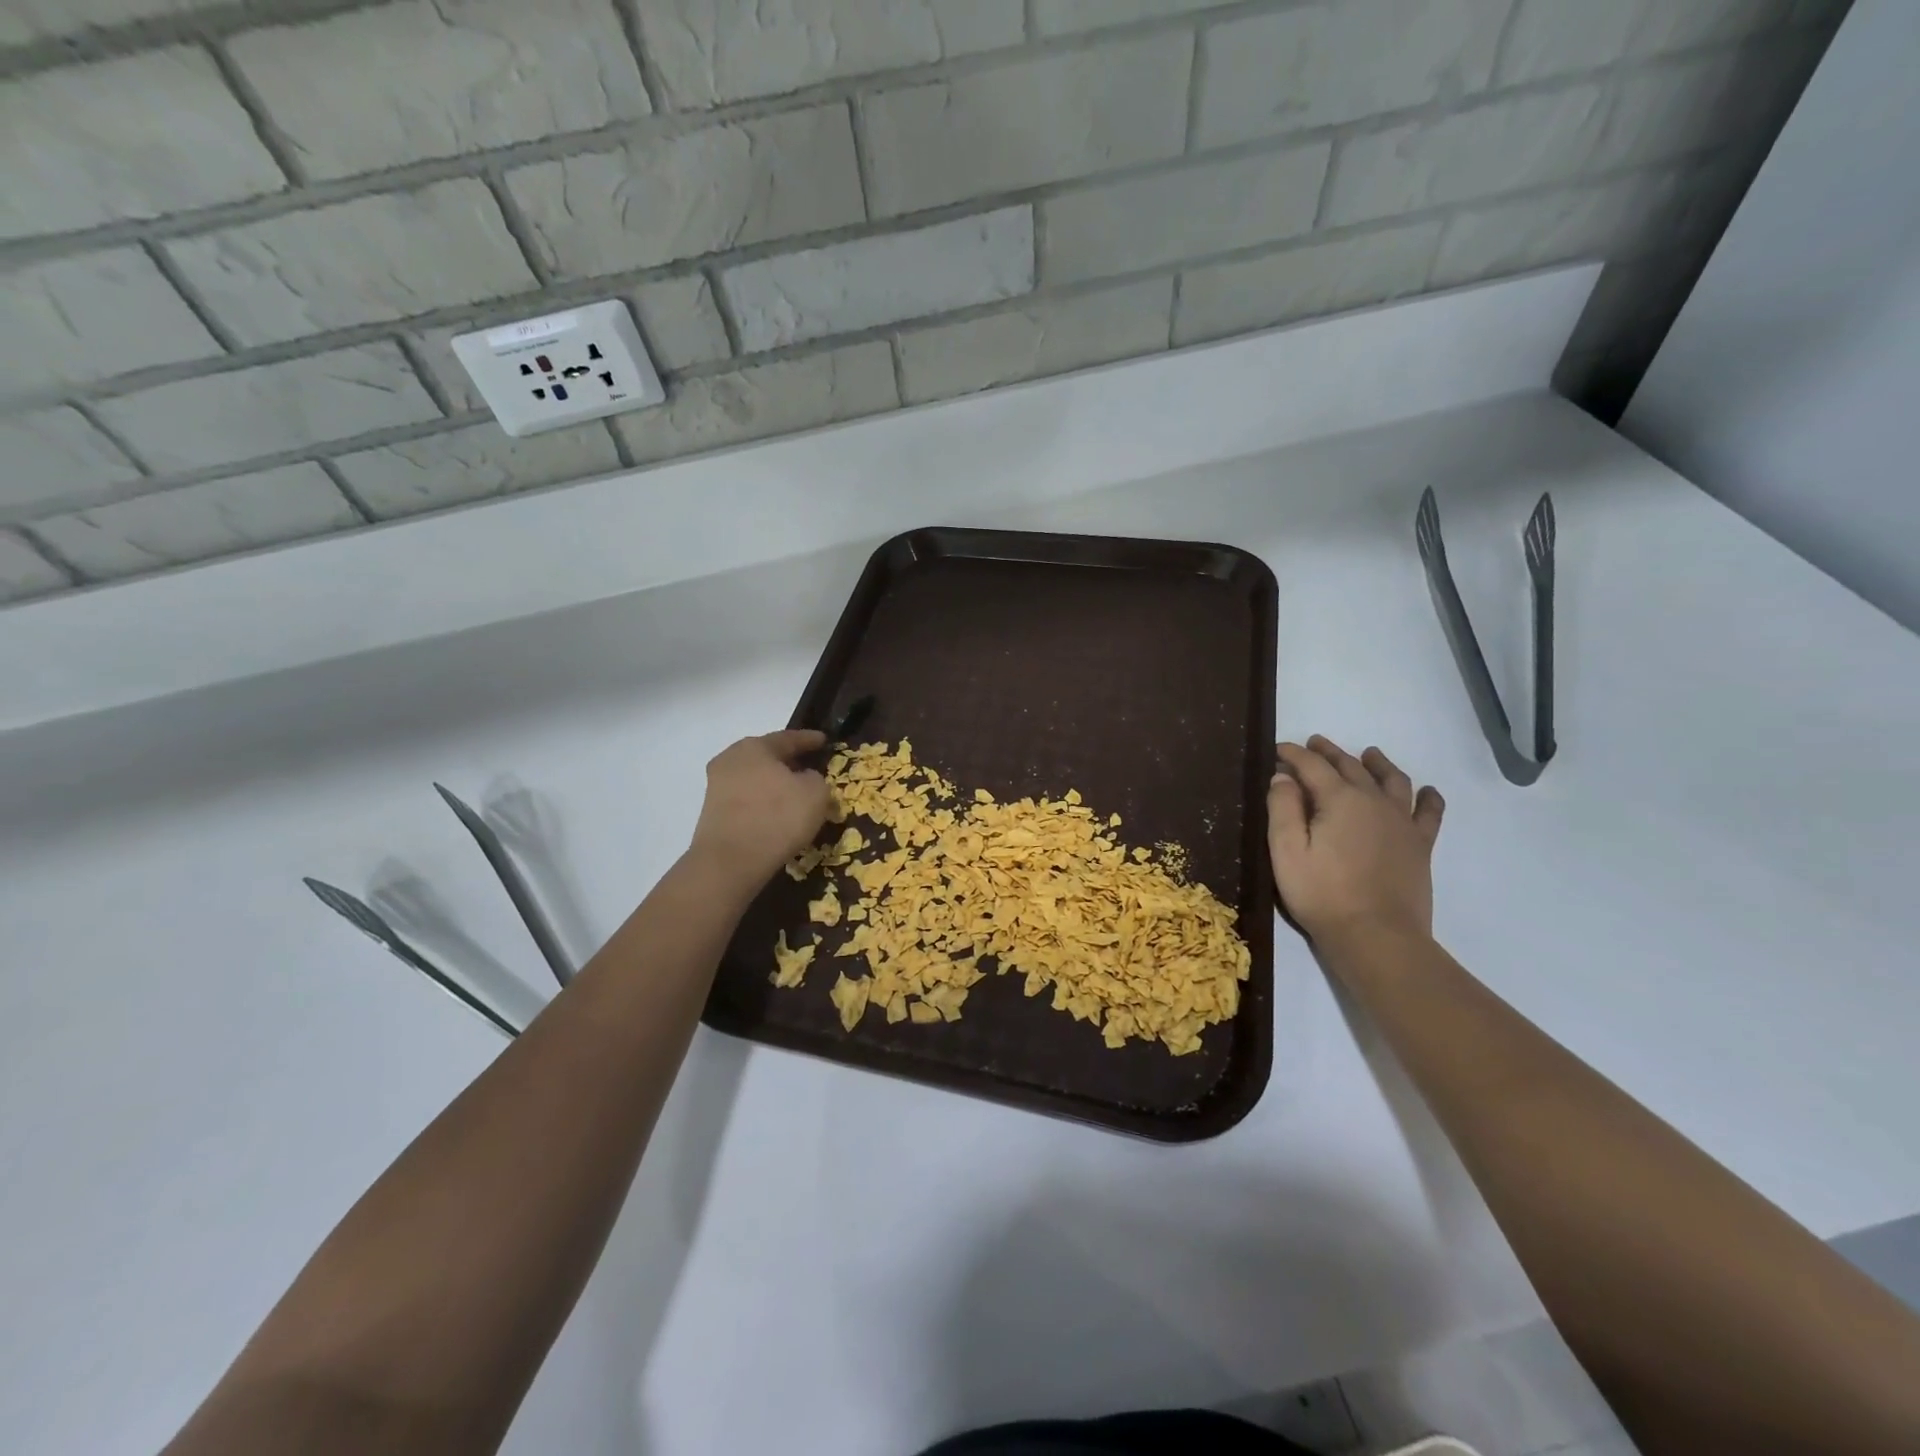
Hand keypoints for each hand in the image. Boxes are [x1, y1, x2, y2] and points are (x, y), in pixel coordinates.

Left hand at [688, 731, 830, 889]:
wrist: (730, 862)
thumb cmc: (777, 817)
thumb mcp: (815, 793)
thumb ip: (816, 778)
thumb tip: (804, 778)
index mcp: (755, 747)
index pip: (788, 738)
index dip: (809, 739)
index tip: (824, 740)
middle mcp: (730, 759)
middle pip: (766, 756)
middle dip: (788, 761)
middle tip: (808, 765)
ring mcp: (716, 786)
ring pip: (754, 778)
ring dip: (774, 784)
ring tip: (794, 793)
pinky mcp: (712, 812)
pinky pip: (746, 799)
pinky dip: (762, 802)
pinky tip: (776, 814)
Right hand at [1268, 736, 1444, 943]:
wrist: (1376, 935)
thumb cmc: (1321, 893)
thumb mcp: (1286, 851)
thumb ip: (1283, 808)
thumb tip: (1282, 777)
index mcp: (1339, 799)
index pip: (1312, 766)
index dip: (1293, 754)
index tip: (1279, 749)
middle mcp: (1374, 801)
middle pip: (1351, 766)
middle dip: (1329, 752)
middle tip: (1314, 744)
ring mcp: (1401, 822)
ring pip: (1392, 780)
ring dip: (1377, 763)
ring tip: (1369, 754)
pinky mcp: (1419, 845)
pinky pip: (1429, 812)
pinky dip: (1427, 797)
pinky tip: (1426, 791)